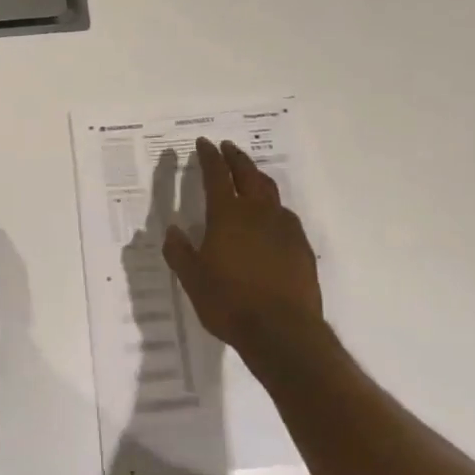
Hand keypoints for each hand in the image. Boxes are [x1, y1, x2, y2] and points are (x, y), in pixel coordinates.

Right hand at [163, 138, 326, 368]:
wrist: (283, 332)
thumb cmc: (230, 302)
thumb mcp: (192, 280)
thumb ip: (179, 252)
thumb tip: (173, 231)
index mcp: (228, 214)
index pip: (216, 174)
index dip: (209, 156)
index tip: (204, 143)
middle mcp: (258, 212)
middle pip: (247, 173)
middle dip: (235, 157)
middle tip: (227, 147)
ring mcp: (284, 227)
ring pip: (270, 191)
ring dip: (257, 177)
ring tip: (250, 175)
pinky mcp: (301, 246)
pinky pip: (286, 216)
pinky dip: (274, 207)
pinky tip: (271, 219)